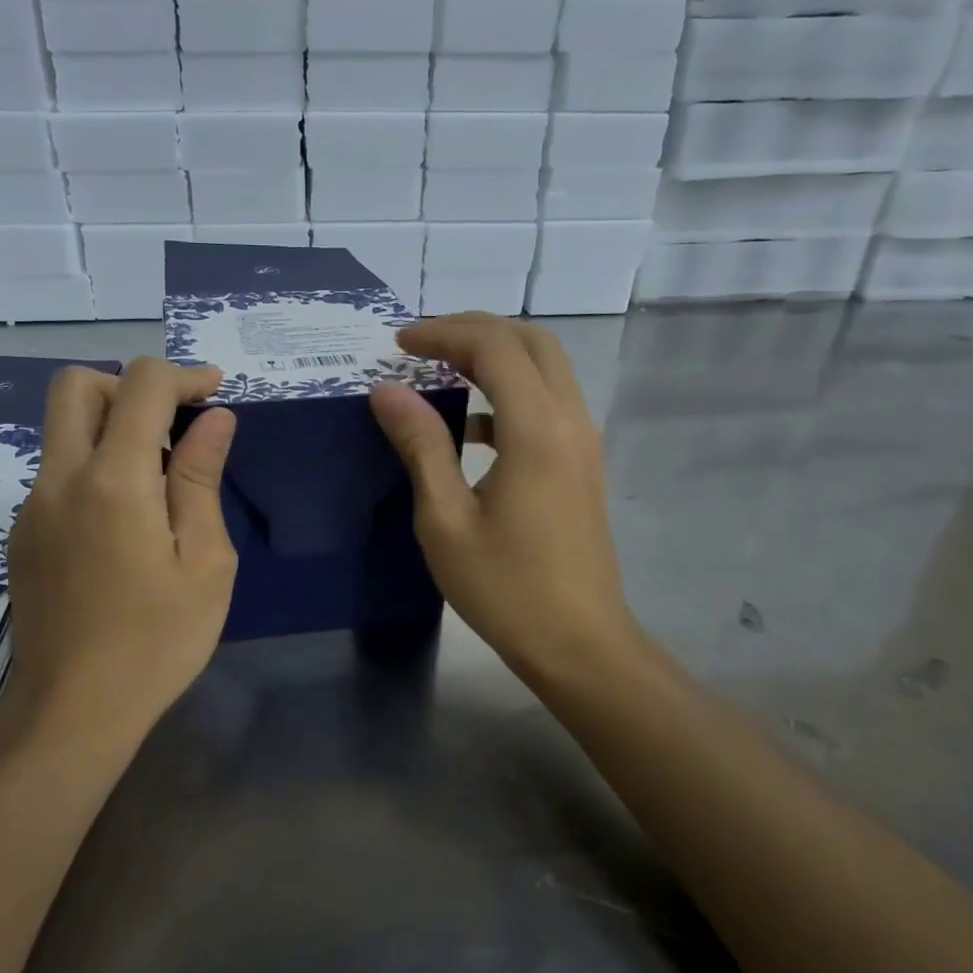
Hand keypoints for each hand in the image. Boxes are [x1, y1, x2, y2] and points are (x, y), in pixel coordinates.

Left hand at [2, 358, 237, 739]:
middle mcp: (60, 479)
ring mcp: (32, 507)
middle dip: (130, 386)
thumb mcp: (205, 562)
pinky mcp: (22, 535)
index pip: (140, 385)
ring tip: (160, 480)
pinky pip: (58, 473)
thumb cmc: (157, 641)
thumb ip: (202, 480)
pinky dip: (94, 466)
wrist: (73, 711)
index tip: (215, 393)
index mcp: (113, 481)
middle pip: (77, 386)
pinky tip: (126, 522)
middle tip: (174, 424)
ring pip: (62, 430)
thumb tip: (214, 420)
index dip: (183, 375)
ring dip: (112, 427)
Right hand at [370, 314, 643, 684]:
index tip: (397, 343)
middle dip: (475, 330)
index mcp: (536, 430)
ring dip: (496, 356)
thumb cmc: (505, 588)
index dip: (443, 333)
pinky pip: (548, 403)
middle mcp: (570, 420)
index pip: (493, 347)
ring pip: (546, 368)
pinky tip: (470, 428)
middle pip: (531, 341)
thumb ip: (420, 446)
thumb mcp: (445, 520)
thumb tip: (388, 390)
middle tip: (423, 343)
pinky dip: (509, 393)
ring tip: (441, 370)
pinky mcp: (583, 463)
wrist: (579, 643)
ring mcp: (583, 441)